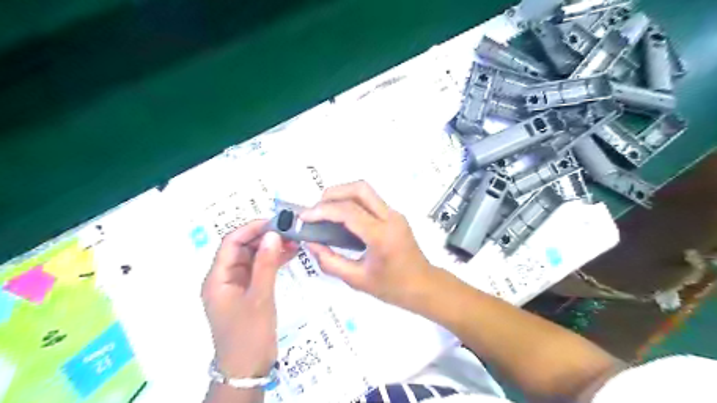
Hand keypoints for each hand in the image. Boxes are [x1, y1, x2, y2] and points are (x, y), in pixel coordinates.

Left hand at [200, 220, 296, 377]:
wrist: (248, 369)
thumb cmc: (249, 334)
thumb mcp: (260, 297)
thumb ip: (265, 264)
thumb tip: (272, 234)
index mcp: (217, 278)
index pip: (231, 243)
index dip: (251, 229)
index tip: (275, 222)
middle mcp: (224, 278)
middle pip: (242, 248)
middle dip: (264, 237)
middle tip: (289, 231)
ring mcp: (237, 285)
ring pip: (253, 258)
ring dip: (271, 248)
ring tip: (294, 241)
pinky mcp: (249, 292)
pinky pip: (260, 270)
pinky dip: (273, 261)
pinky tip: (290, 255)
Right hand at [298, 182, 436, 306]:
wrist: (424, 286)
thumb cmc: (393, 287)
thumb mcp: (357, 280)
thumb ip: (330, 262)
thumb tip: (311, 243)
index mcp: (382, 236)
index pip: (348, 212)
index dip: (323, 210)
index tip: (305, 217)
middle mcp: (391, 218)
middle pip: (360, 189)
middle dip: (333, 193)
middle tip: (316, 209)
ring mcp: (395, 214)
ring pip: (366, 191)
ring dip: (343, 194)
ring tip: (325, 211)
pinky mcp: (395, 215)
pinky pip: (371, 200)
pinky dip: (352, 201)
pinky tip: (341, 217)